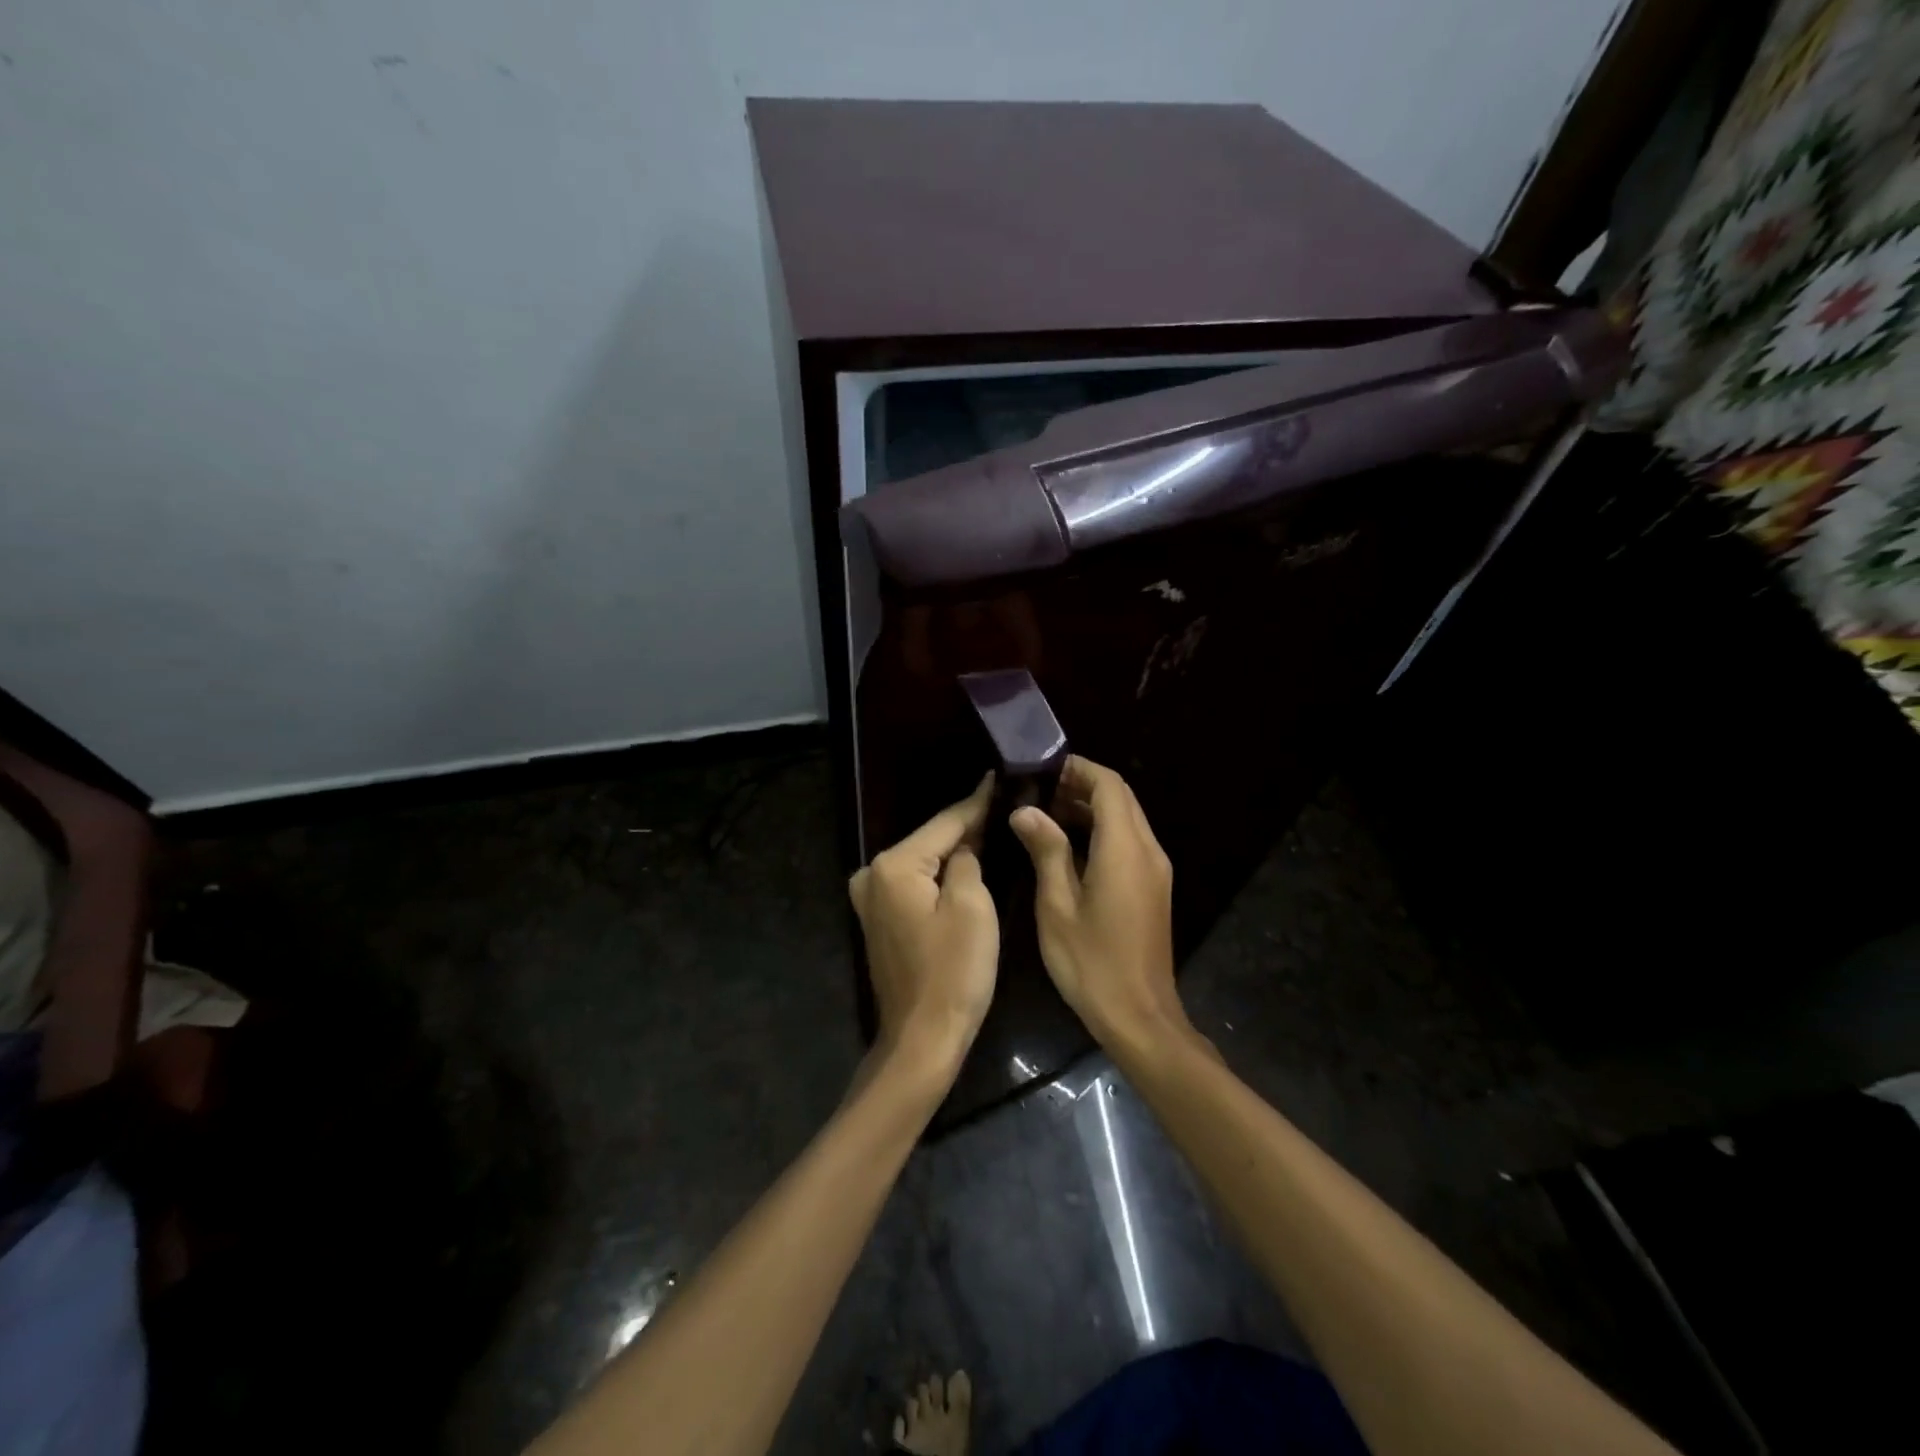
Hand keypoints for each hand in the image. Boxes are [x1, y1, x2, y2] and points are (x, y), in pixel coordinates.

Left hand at [849, 775, 998, 1082]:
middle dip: (967, 825)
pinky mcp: (879, 918)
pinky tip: (966, 862)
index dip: (977, 802)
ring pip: (923, 861)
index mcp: (894, 865)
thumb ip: (967, 860)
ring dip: (954, 849)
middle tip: (1004, 803)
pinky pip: (916, 883)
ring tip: (993, 825)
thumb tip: (966, 844)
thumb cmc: (953, 973)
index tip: (999, 777)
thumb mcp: (972, 907)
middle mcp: (872, 873)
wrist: (922, 1039)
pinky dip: (939, 874)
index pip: (945, 823)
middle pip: (930, 839)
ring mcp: (871, 897)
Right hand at [1010, 756, 1190, 1049]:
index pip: (1108, 785)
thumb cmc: (1091, 963)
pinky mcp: (1153, 887)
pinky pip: (1129, 841)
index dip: (1077, 769)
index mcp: (1124, 849)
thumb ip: (1046, 851)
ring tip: (1046, 814)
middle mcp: (1148, 850)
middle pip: (1121, 797)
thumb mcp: (1057, 906)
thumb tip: (1026, 810)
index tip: (1042, 769)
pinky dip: (1102, 830)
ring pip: (1126, 818)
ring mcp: (1155, 869)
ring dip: (1091, 807)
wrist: (1140, 1016)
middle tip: (1038, 791)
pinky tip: (1068, 846)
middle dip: (1082, 785)